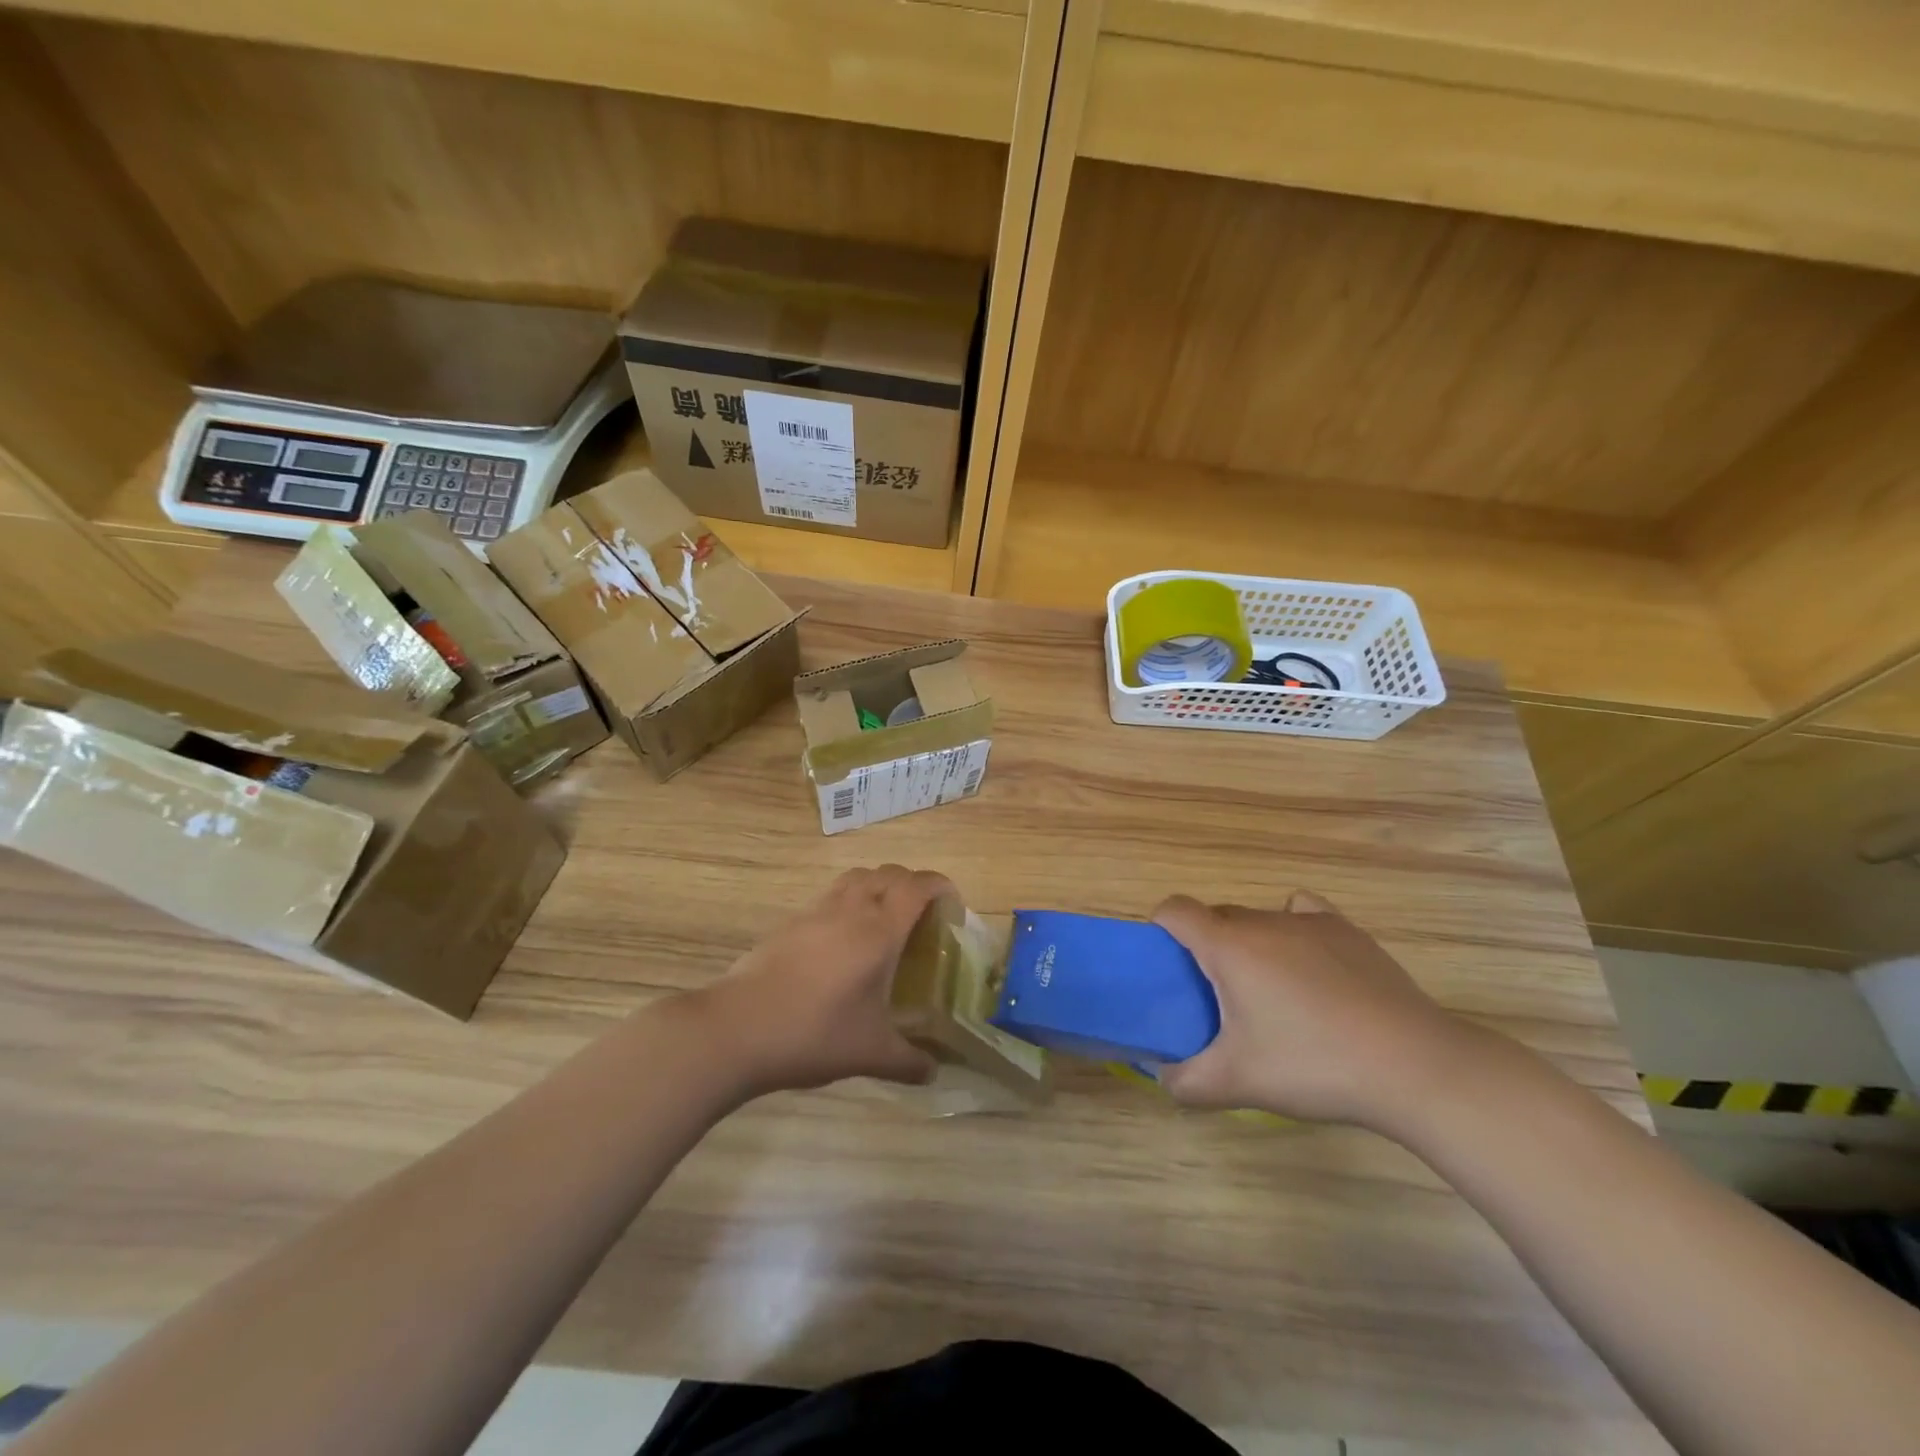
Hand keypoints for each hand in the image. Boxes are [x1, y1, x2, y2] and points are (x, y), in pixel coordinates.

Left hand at [698, 865, 947, 1096]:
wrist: (738, 1028)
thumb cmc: (815, 1033)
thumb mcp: (870, 1053)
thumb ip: (908, 1061)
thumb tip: (934, 1072)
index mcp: (879, 930)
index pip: (918, 887)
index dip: (940, 886)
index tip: (952, 903)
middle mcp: (851, 909)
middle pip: (888, 873)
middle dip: (911, 884)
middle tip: (921, 915)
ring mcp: (816, 911)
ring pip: (856, 878)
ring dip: (878, 886)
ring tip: (884, 919)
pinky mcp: (790, 922)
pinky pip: (830, 896)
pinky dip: (848, 902)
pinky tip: (843, 941)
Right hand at [1154, 890, 1471, 1129]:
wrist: (1413, 1066)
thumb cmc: (1313, 1065)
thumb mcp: (1237, 1083)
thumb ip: (1185, 1080)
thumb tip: (1161, 1076)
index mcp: (1228, 946)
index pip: (1175, 910)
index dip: (1160, 928)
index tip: (1165, 963)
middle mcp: (1263, 921)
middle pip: (1216, 916)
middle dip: (1205, 946)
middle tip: (1217, 997)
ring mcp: (1310, 922)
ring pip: (1259, 918)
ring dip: (1248, 943)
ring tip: (1269, 991)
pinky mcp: (1348, 932)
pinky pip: (1302, 913)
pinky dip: (1292, 929)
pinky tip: (1308, 964)